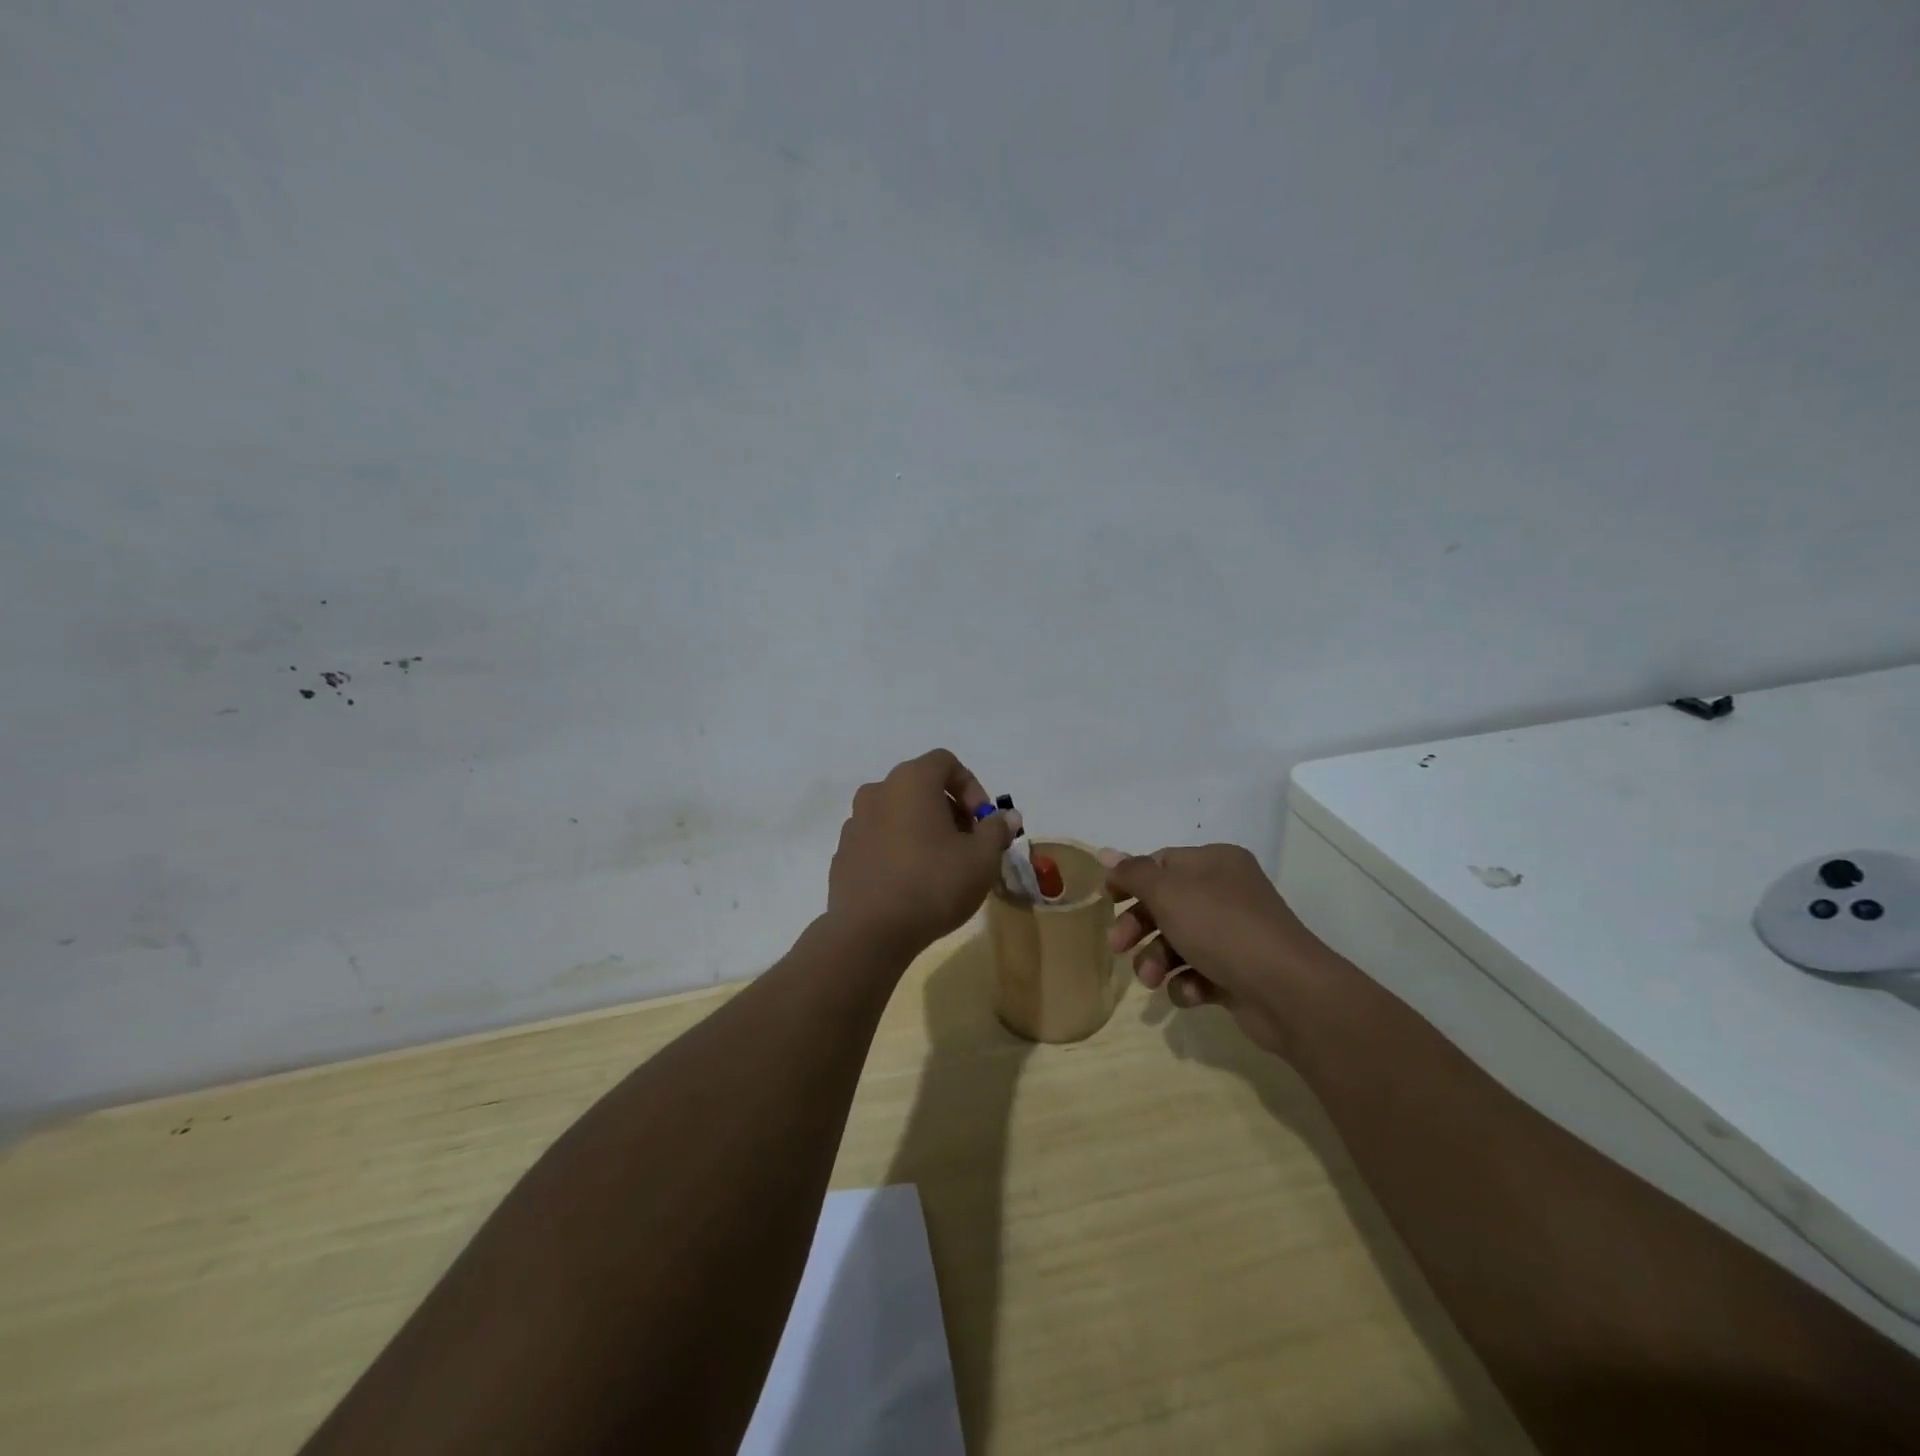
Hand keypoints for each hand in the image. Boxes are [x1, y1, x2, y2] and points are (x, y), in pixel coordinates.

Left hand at [827, 749, 1012, 959]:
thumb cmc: (933, 884)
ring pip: (898, 813)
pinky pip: (878, 839)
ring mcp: (854, 822)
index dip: (971, 786)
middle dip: (949, 809)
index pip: (945, 762)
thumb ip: (996, 830)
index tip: (982, 821)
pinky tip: (910, 882)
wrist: (870, 932)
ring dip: (922, 829)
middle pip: (921, 786)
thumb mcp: (982, 858)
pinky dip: (898, 849)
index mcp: (910, 781)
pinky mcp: (844, 852)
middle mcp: (877, 792)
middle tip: (967, 844)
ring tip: (940, 865)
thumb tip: (1007, 816)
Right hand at [1102, 844, 1331, 1056]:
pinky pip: (1199, 973)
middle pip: (1165, 904)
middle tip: (1117, 947)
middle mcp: (1226, 893)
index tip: (1106, 901)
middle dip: (1139, 927)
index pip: (1161, 863)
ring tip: (1152, 980)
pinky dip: (1187, 983)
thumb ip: (1133, 873)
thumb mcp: (1168, 892)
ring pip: (1178, 942)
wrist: (1287, 991)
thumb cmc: (1221, 927)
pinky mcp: (1238, 973)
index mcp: (1214, 863)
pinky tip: (1190, 993)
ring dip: (1157, 961)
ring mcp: (1234, 934)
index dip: (1130, 880)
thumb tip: (1105, 853)